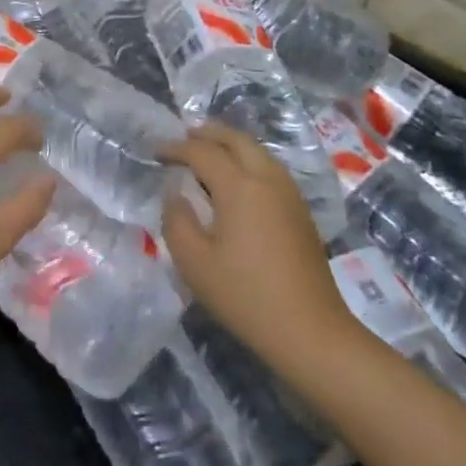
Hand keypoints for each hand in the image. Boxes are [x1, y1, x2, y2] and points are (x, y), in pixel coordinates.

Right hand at [161, 123, 362, 369]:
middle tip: (184, 137)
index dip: (176, 148)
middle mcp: (267, 179)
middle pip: (237, 140)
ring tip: (209, 153)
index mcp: (239, 186)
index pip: (202, 152)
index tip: (156, 152)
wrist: (310, 331)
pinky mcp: (300, 211)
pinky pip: (270, 169)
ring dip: (231, 145)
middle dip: (208, 134)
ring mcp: (289, 194)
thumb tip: (175, 194)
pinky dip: (248, 161)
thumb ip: (176, 220)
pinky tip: (236, 181)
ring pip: (258, 152)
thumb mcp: (194, 262)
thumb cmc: (245, 295)